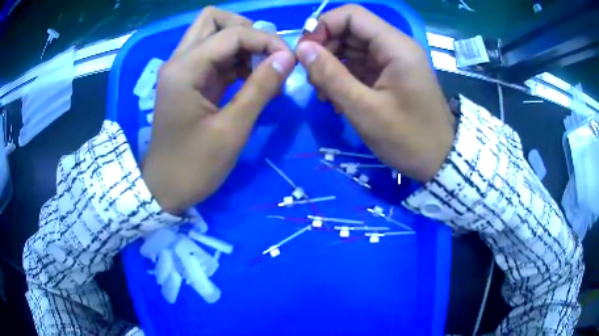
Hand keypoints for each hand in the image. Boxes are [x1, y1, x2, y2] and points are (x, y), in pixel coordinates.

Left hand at [142, 8, 295, 213]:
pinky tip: (252, 81)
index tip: (289, 60)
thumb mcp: (231, 130)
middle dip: (246, 30)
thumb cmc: (194, 166)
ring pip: (213, 35)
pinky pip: (214, 56)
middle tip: (266, 55)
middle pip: (213, 20)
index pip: (231, 33)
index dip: (265, 40)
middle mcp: (179, 61)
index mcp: (185, 69)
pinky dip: (236, 60)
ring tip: (263, 71)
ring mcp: (182, 70)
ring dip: (242, 45)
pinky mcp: (189, 81)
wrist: (164, 189)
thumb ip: (260, 88)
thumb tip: (288, 57)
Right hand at [297, 5, 454, 181]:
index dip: (323, 26)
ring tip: (325, 95)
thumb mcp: (365, 110)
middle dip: (325, 50)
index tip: (305, 53)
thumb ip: (331, 75)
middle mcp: (395, 46)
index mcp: (396, 47)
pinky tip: (338, 100)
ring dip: (333, 67)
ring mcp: (394, 60)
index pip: (352, 15)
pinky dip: (345, 78)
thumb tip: (302, 49)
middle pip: (350, 30)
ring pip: (352, 48)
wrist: (439, 160)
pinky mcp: (391, 74)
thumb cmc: (407, 138)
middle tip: (314, 81)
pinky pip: (361, 65)